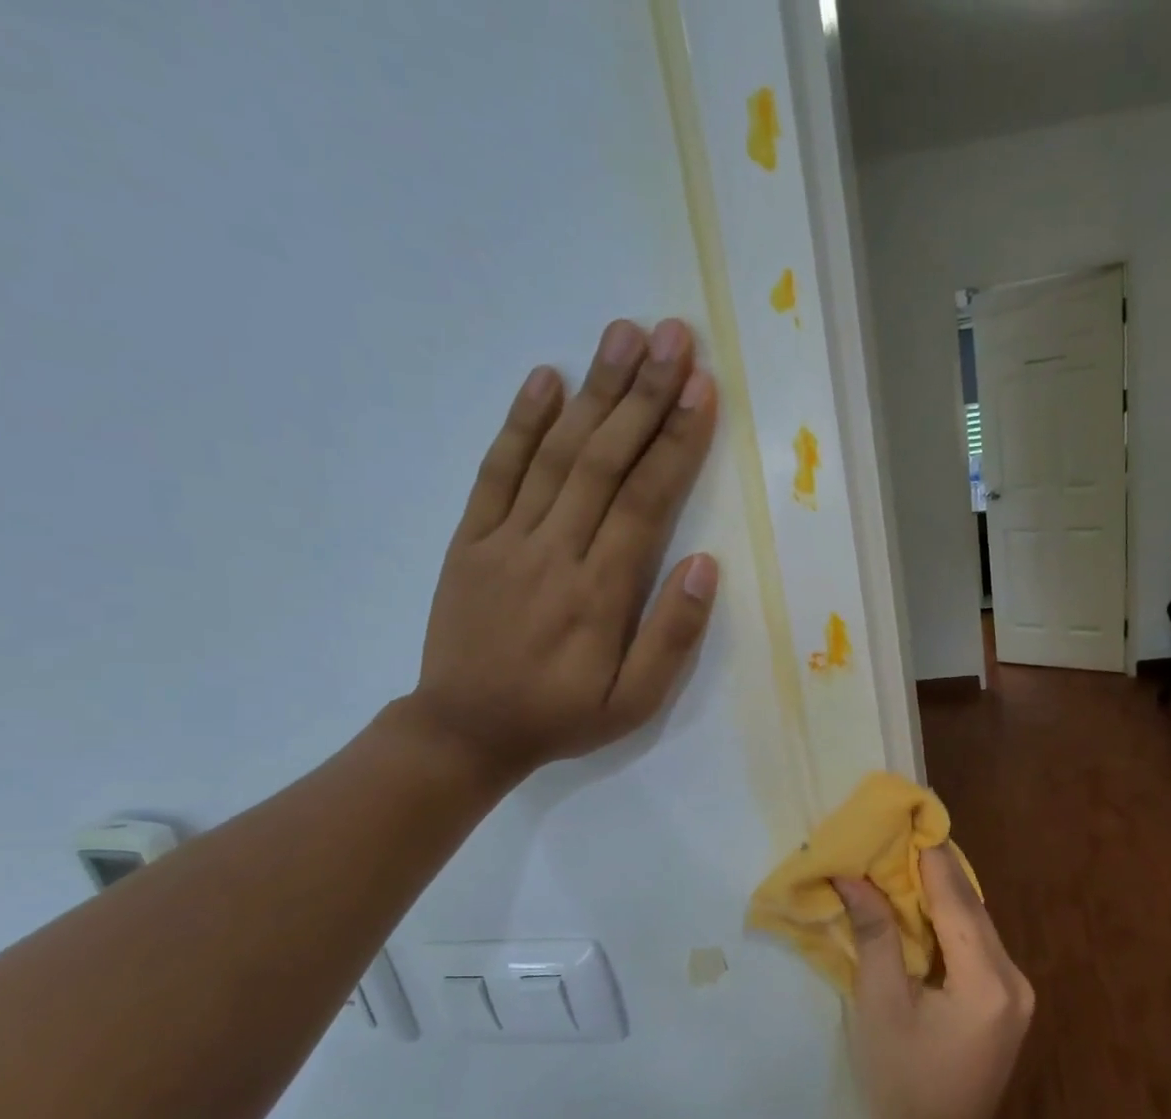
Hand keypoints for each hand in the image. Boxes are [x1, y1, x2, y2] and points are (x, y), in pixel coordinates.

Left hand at [403, 317, 720, 785]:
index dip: (676, 441)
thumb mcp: (635, 702)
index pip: (646, 500)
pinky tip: (546, 378)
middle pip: (605, 460)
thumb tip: (706, 564)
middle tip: (674, 338)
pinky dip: (521, 422)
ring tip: (624, 336)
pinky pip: (496, 471)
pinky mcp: (471, 538)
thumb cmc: (561, 717)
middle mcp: (554, 550)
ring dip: (593, 391)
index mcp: (600, 591)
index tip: (702, 390)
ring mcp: (506, 538)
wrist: (464, 731)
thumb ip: (672, 636)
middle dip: (644, 395)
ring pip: (557, 453)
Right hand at [838, 847, 1034, 1118]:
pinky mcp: (1007, 1001)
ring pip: (975, 924)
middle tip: (893, 837)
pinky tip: (917, 909)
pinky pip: (976, 946)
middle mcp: (1014, 978)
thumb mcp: (880, 1007)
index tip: (904, 817)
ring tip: (897, 864)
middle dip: (931, 871)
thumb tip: (852, 878)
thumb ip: (875, 936)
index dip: (928, 857)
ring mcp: (1017, 991)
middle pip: (970, 907)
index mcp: (987, 980)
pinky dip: (947, 924)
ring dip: (938, 896)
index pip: (956, 899)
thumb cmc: (902, 1088)